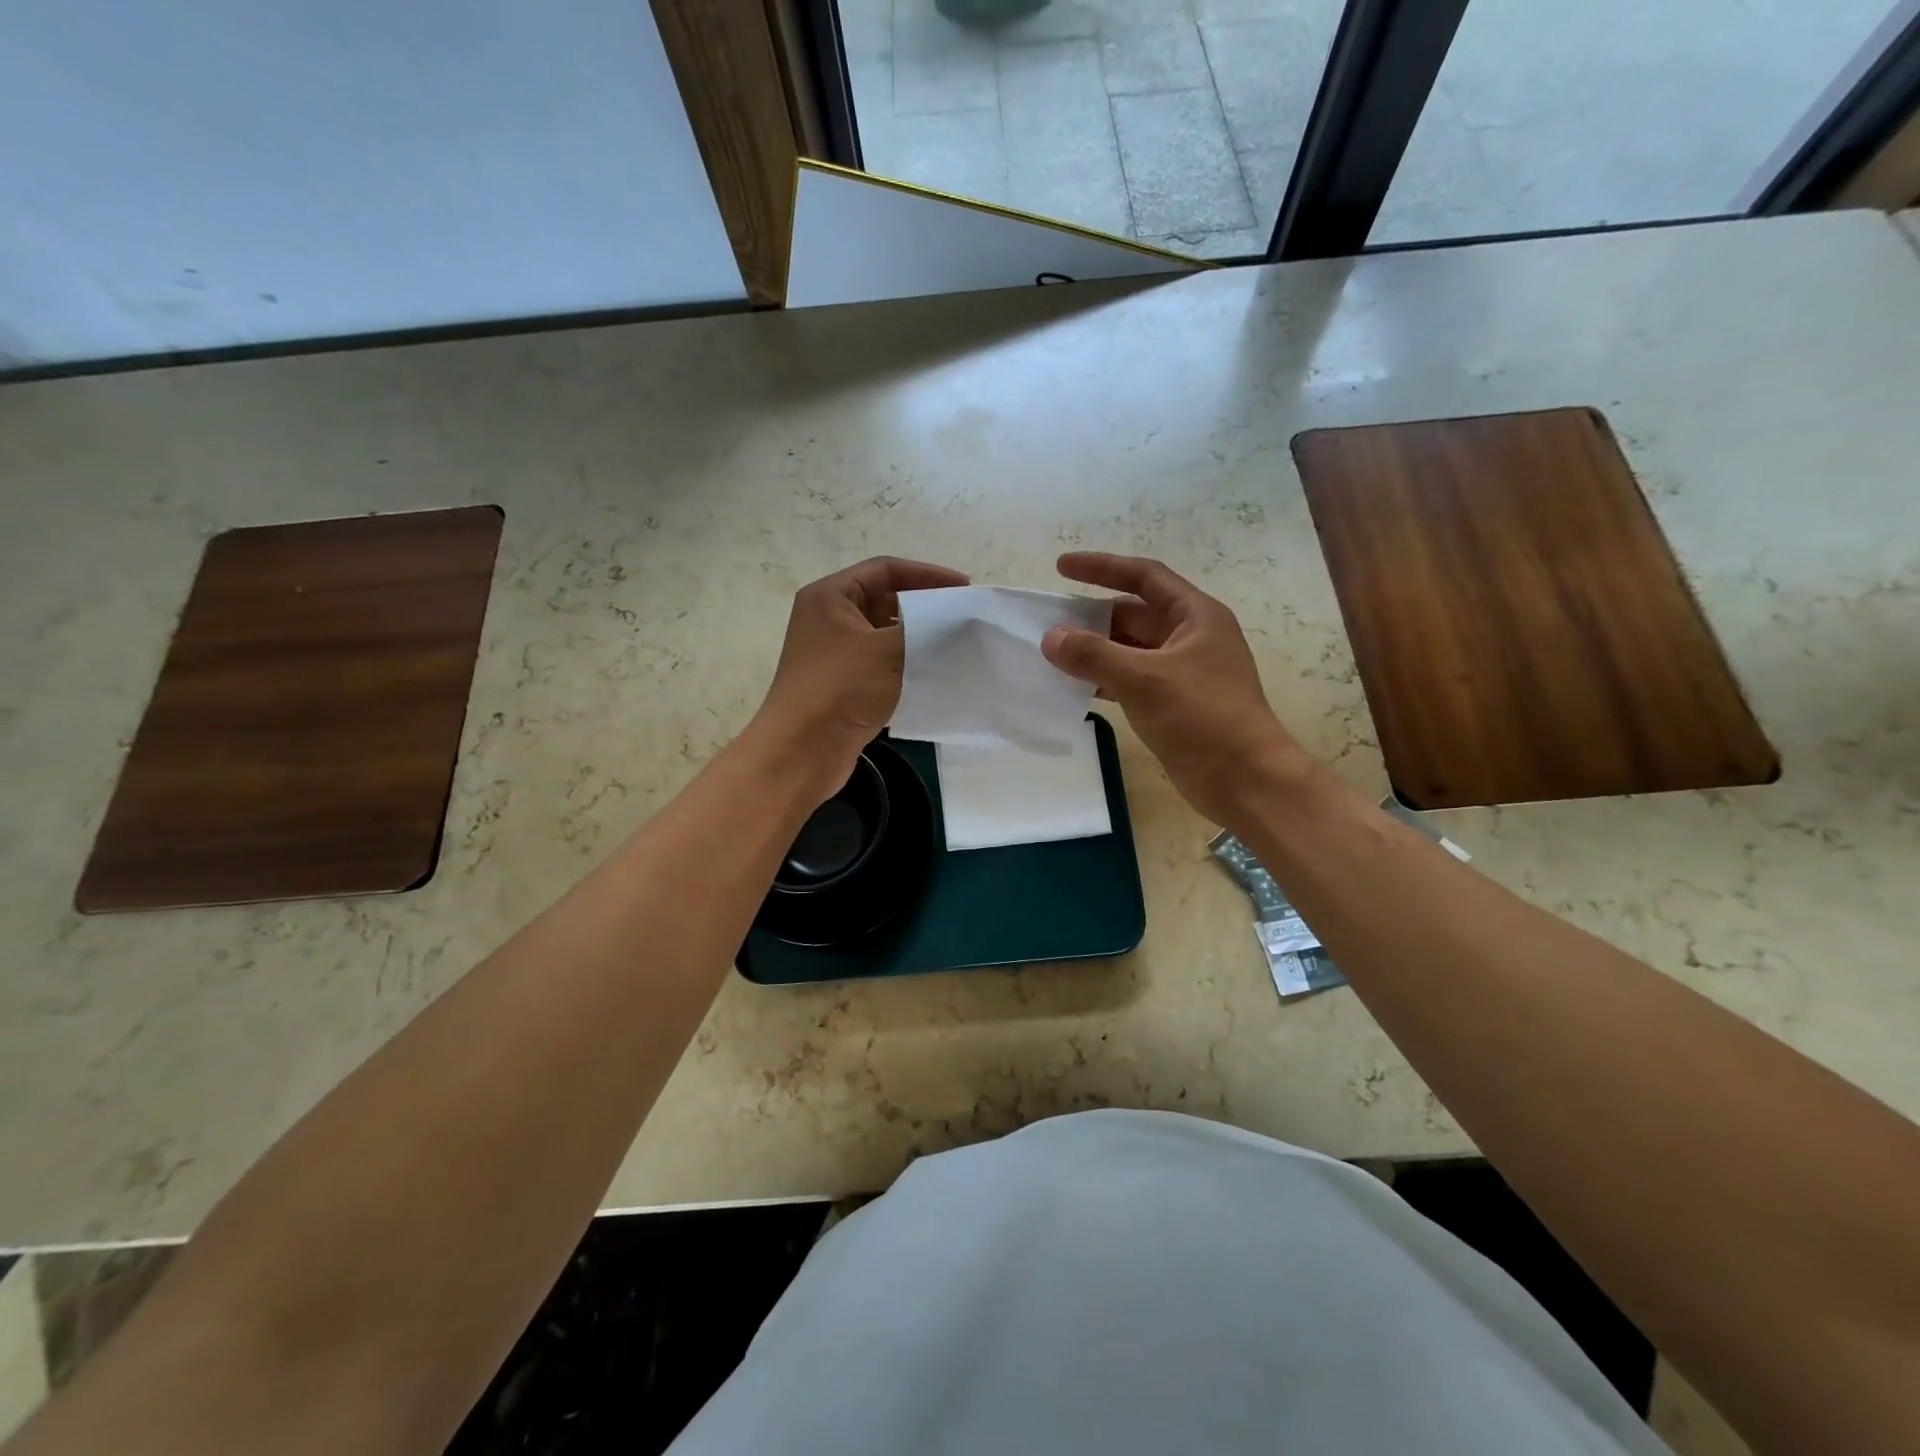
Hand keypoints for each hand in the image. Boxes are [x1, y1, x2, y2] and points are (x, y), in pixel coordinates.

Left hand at [753, 556, 968, 801]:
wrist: (802, 752)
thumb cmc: (841, 689)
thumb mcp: (888, 650)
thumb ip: (926, 628)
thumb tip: (958, 618)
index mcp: (830, 597)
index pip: (885, 569)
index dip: (927, 574)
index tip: (965, 588)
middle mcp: (829, 619)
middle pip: (885, 599)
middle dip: (924, 607)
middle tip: (963, 617)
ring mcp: (834, 653)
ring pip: (885, 634)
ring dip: (918, 638)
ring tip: (957, 644)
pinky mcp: (843, 684)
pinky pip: (881, 663)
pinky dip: (907, 664)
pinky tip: (935, 674)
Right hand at [1041, 552, 1314, 825]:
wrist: (1245, 779)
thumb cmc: (1203, 717)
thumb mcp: (1145, 679)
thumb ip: (1094, 655)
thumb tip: (1050, 638)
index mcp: (1195, 616)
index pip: (1144, 577)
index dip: (1102, 567)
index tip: (1061, 567)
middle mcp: (1189, 637)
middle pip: (1133, 614)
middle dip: (1092, 617)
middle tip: (1048, 622)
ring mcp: (1181, 672)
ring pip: (1129, 650)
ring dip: (1095, 651)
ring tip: (1052, 654)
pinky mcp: (1172, 703)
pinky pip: (1130, 680)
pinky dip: (1103, 680)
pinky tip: (1074, 687)